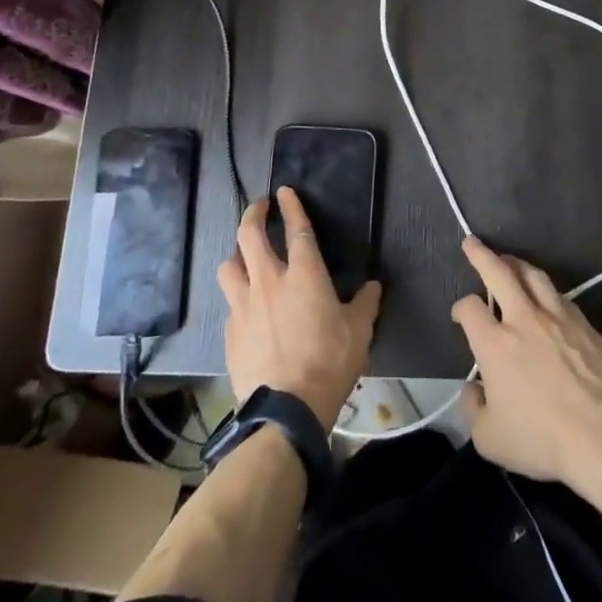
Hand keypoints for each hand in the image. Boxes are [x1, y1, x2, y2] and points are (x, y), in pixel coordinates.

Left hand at [218, 188, 381, 432]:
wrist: (286, 410)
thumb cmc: (329, 364)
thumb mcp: (359, 332)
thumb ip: (365, 304)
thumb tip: (373, 286)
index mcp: (304, 275)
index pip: (296, 228)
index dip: (291, 206)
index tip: (284, 191)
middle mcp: (269, 281)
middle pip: (250, 235)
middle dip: (253, 214)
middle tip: (259, 207)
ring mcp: (244, 306)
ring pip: (229, 265)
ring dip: (237, 254)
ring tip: (244, 256)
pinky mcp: (230, 332)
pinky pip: (230, 304)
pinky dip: (238, 297)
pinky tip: (246, 308)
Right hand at [451, 237, 601, 483]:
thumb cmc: (541, 438)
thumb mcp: (490, 438)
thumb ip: (473, 409)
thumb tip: (473, 390)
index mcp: (494, 343)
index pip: (469, 308)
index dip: (461, 308)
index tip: (461, 316)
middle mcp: (523, 319)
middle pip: (499, 272)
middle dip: (482, 255)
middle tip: (472, 242)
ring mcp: (557, 317)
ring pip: (534, 276)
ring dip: (517, 264)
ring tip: (510, 261)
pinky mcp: (585, 325)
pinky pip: (561, 297)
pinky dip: (547, 291)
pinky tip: (547, 297)